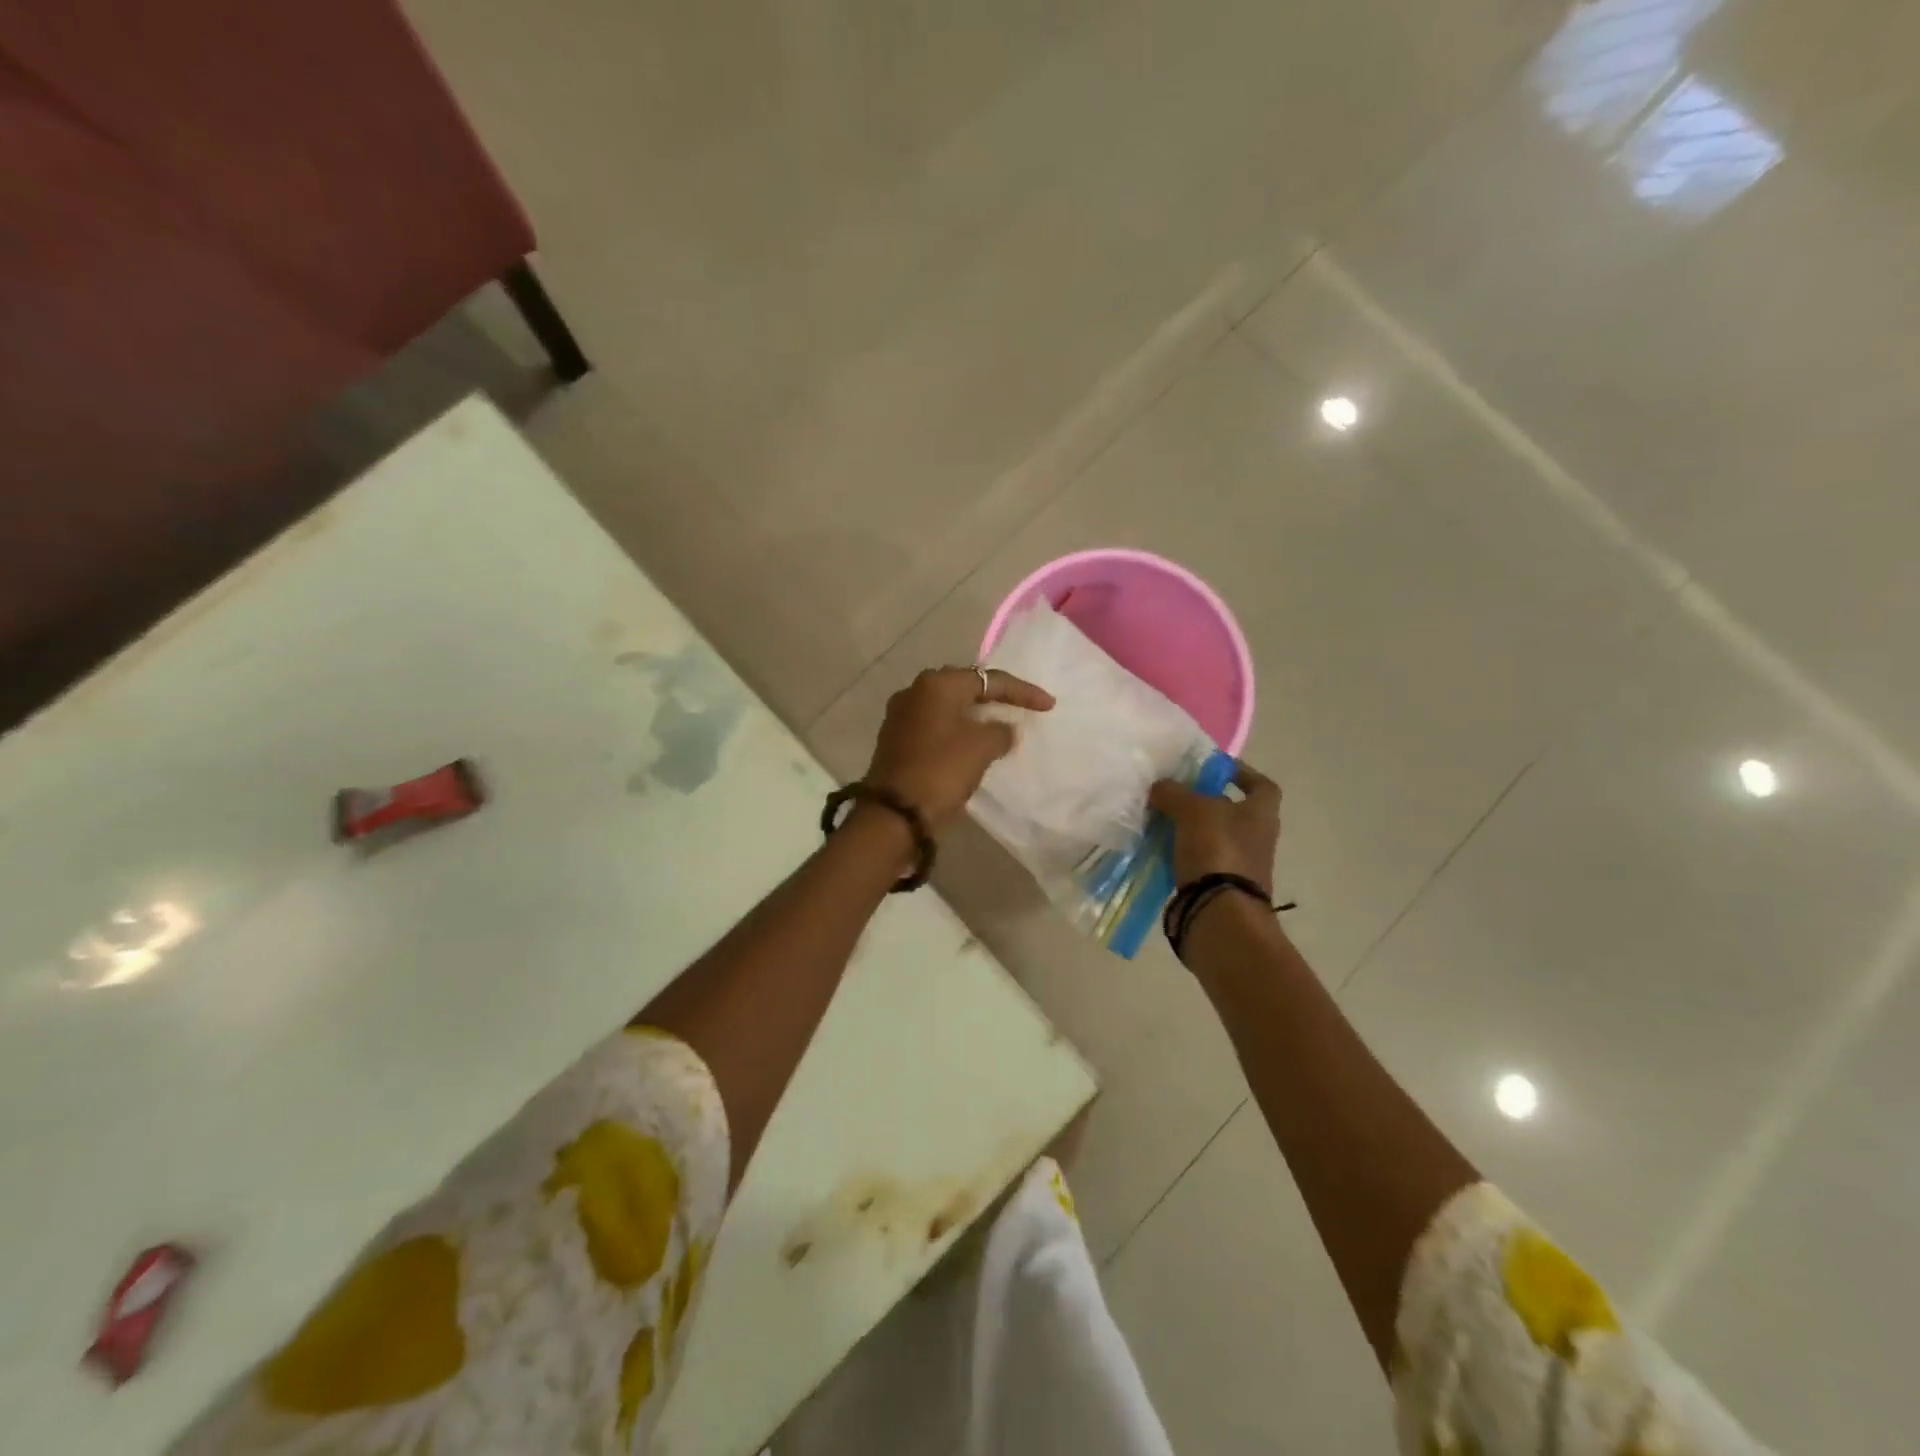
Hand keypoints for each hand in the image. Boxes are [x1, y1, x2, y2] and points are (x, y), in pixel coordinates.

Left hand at [865, 667, 1053, 833]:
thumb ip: (1001, 732)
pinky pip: (935, 726)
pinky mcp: (896, 739)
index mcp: (937, 684)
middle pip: (964, 687)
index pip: (989, 680)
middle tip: (1021, 706)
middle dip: (994, 697)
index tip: (1049, 705)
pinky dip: (956, 730)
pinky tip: (972, 742)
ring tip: (1000, 724)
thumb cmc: (942, 770)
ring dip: (974, 714)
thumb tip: (1004, 729)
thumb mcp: (982, 748)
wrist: (895, 813)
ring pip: (948, 707)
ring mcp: (901, 715)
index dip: (1022, 691)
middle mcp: (915, 691)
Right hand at [1149, 760, 1281, 893]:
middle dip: (1205, 802)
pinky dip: (1183, 855)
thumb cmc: (1217, 850)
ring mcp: (1241, 867)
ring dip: (1190, 830)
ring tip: (1160, 821)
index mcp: (1261, 814)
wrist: (1220, 914)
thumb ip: (1174, 793)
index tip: (1214, 769)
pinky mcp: (1221, 889)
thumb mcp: (1192, 809)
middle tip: (1174, 794)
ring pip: (1213, 838)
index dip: (1242, 773)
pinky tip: (1160, 850)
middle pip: (1233, 812)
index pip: (1262, 785)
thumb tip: (1160, 787)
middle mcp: (1257, 839)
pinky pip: (1200, 863)